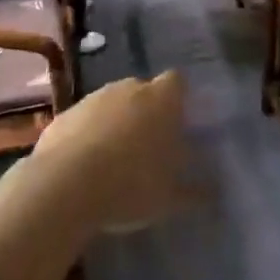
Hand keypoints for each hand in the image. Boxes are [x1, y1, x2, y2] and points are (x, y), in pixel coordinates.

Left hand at [34, 72, 187, 233]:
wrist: (65, 184)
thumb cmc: (131, 184)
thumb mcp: (170, 198)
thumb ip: (194, 192)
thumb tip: (214, 192)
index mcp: (161, 99)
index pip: (177, 82)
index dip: (178, 99)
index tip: (177, 123)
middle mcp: (129, 88)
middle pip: (143, 91)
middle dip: (146, 113)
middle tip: (148, 148)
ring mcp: (94, 97)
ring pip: (112, 104)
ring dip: (115, 124)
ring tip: (114, 162)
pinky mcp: (65, 114)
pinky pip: (84, 120)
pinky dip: (87, 135)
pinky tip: (84, 167)